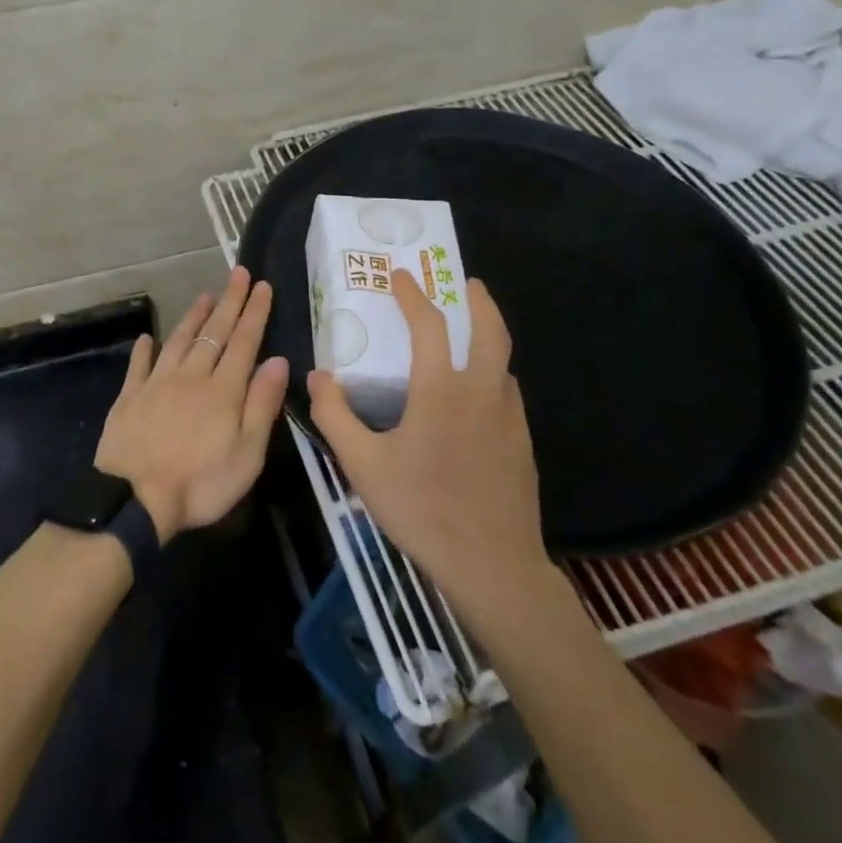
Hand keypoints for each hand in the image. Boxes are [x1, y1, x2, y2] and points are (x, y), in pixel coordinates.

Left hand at [94, 267, 289, 544]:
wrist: (134, 499)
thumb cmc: (200, 483)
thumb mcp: (247, 453)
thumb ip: (262, 404)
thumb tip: (278, 360)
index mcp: (223, 390)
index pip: (244, 341)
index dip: (254, 312)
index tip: (263, 285)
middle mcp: (191, 376)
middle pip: (214, 332)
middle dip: (229, 301)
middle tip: (239, 273)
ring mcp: (157, 383)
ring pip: (179, 340)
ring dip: (193, 316)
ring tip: (204, 295)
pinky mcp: (129, 397)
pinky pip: (139, 365)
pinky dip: (144, 349)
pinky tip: (147, 338)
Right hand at [308, 270, 556, 614]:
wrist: (494, 567)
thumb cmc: (422, 509)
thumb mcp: (363, 465)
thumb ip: (335, 416)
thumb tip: (318, 377)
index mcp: (441, 390)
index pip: (429, 325)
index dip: (413, 295)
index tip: (400, 275)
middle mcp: (482, 393)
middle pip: (491, 331)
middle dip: (479, 301)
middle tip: (466, 283)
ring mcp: (510, 418)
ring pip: (503, 363)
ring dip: (489, 338)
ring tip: (468, 336)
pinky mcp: (523, 444)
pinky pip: (507, 394)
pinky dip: (493, 375)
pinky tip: (476, 395)